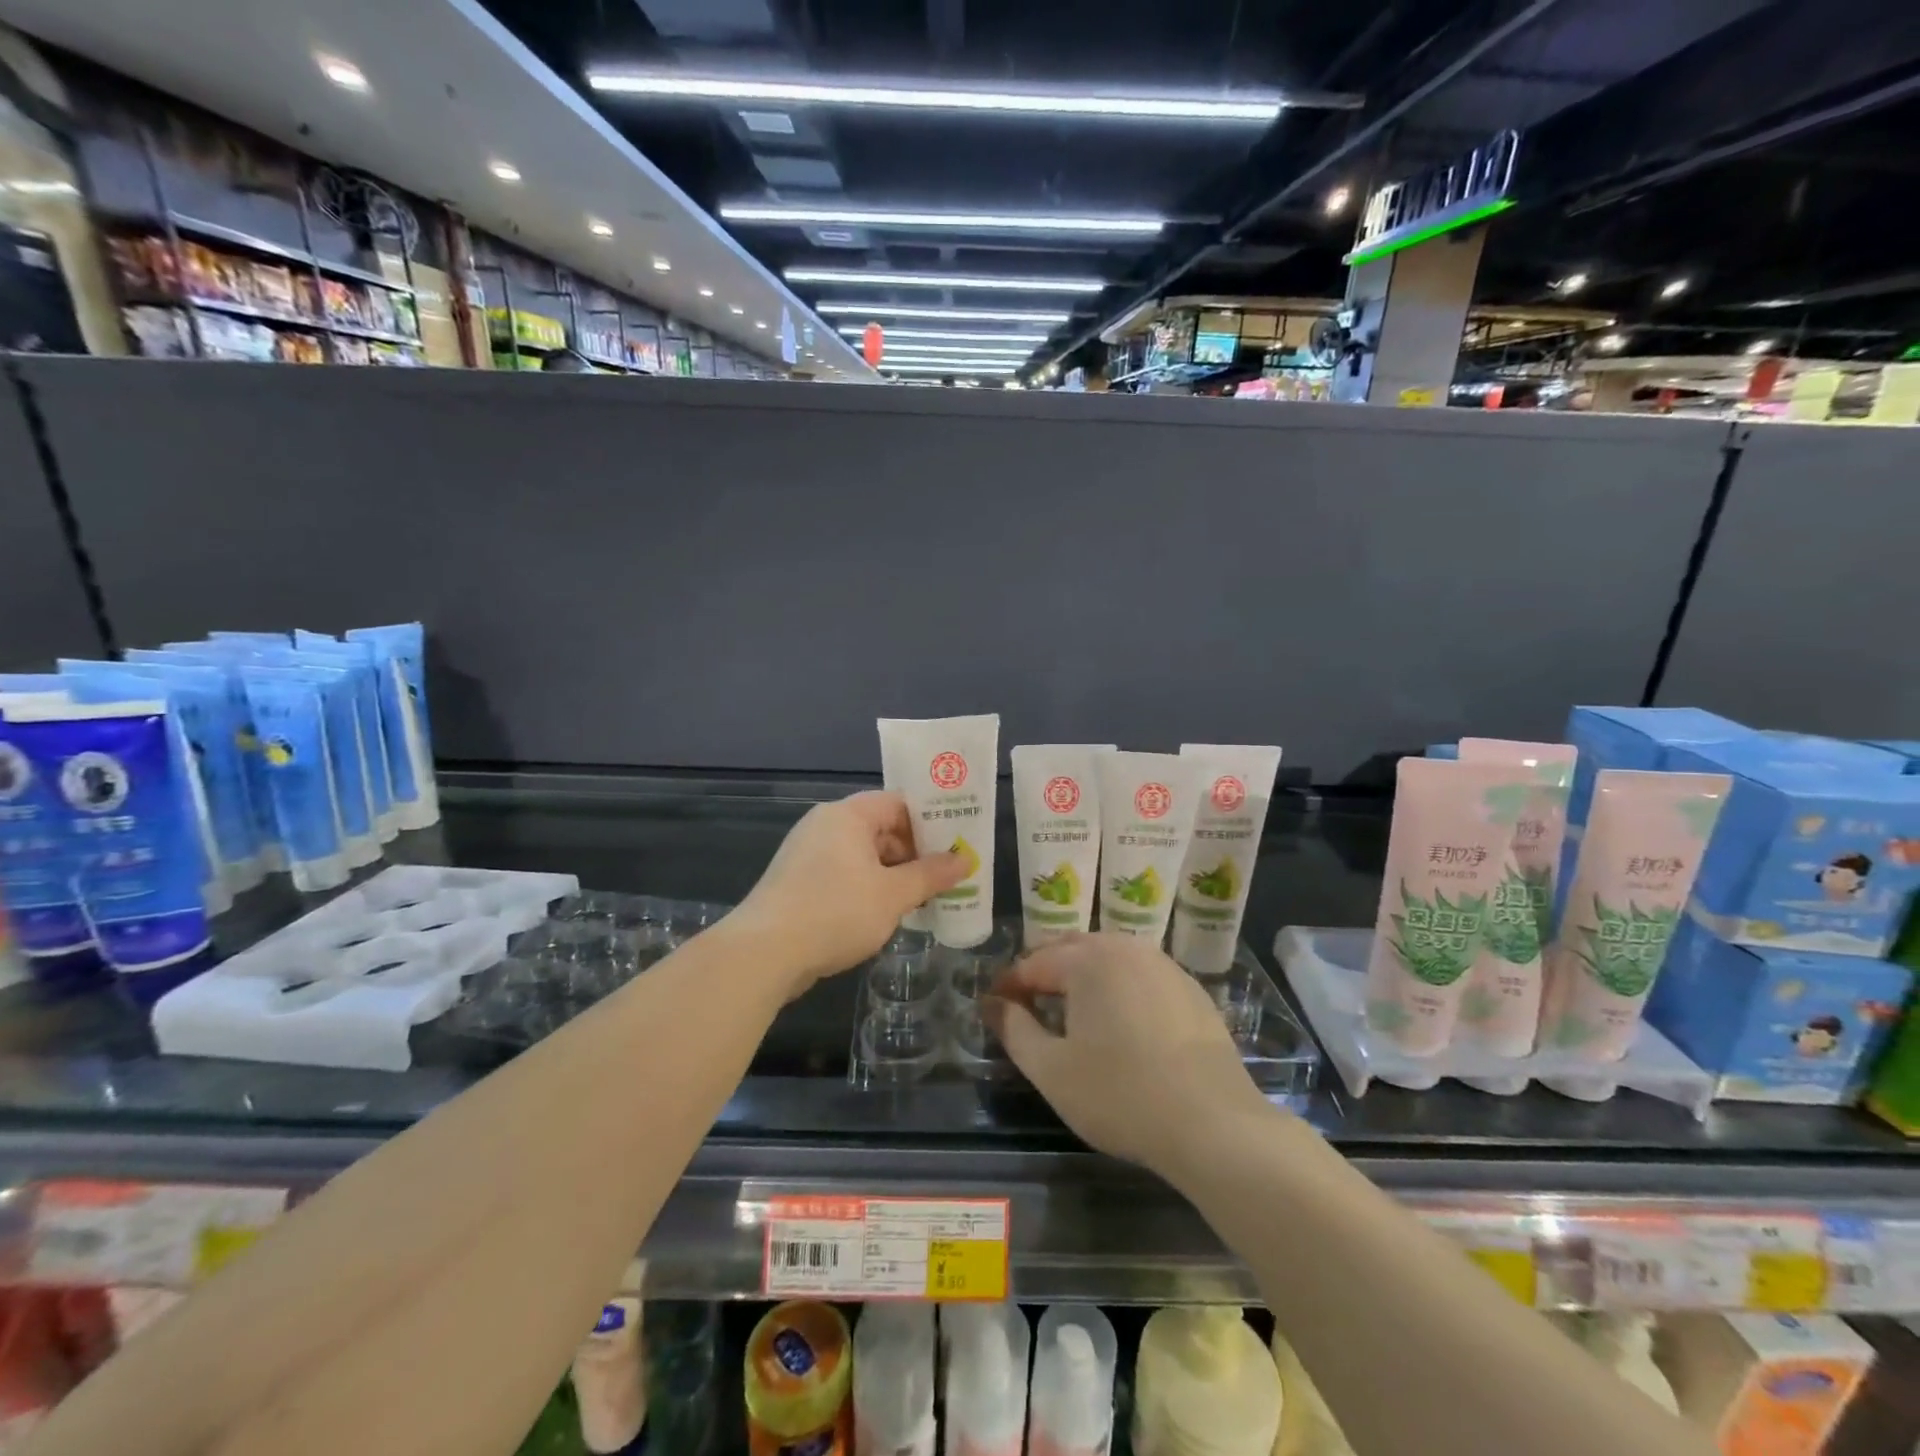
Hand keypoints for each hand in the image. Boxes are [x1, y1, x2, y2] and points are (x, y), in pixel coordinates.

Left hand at [729, 791, 966, 996]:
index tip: (955, 845)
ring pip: (862, 855)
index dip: (930, 822)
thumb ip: (931, 875)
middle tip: (944, 878)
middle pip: (880, 828)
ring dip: (892, 875)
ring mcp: (807, 854)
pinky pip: (843, 874)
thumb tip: (964, 860)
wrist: (764, 953)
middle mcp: (825, 825)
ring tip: (920, 900)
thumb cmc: (835, 912)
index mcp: (848, 815)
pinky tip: (884, 915)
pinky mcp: (797, 882)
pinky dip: (867, 888)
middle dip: (913, 853)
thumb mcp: (893, 895)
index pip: (898, 803)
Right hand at [987, 934, 1273, 1176]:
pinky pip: (1139, 974)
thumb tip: (992, 1002)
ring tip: (1070, 1010)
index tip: (995, 1007)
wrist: (1214, 1123)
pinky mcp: (1189, 988)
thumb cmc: (1121, 1095)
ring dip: (1082, 975)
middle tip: (1028, 1004)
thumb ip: (1015, 1029)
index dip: (1009, 984)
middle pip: (1071, 949)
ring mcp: (1162, 965)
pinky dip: (1118, 986)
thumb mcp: (1052, 1070)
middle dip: (1044, 970)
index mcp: (1087, 960)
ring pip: (1108, 956)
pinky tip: (1119, 1020)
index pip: (1033, 962)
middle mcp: (1124, 947)